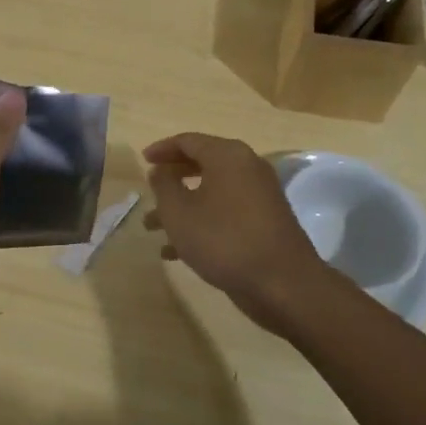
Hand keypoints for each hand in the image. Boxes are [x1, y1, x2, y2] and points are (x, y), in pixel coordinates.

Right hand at [143, 132, 327, 336]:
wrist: (283, 284)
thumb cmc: (223, 240)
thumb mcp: (179, 212)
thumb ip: (164, 186)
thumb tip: (160, 171)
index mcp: (227, 156)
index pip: (188, 141)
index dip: (162, 149)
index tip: (142, 161)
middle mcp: (247, 168)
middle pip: (201, 163)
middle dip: (171, 179)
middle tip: (149, 190)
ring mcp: (259, 195)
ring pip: (211, 192)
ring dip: (181, 206)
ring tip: (152, 227)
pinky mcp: (264, 222)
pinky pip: (225, 212)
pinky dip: (201, 222)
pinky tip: (175, 251)